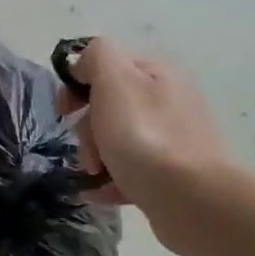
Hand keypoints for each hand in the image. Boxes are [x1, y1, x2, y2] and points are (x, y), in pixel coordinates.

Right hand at [57, 37, 229, 255]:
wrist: (191, 198)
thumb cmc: (144, 137)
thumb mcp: (115, 82)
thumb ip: (97, 57)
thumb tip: (84, 62)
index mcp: (157, 73)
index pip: (107, 65)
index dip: (78, 84)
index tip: (63, 111)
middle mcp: (169, 101)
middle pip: (111, 106)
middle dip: (87, 128)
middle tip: (87, 149)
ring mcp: (173, 139)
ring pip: (118, 140)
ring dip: (96, 156)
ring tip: (94, 175)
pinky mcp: (172, 175)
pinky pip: (130, 171)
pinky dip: (110, 180)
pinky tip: (96, 193)